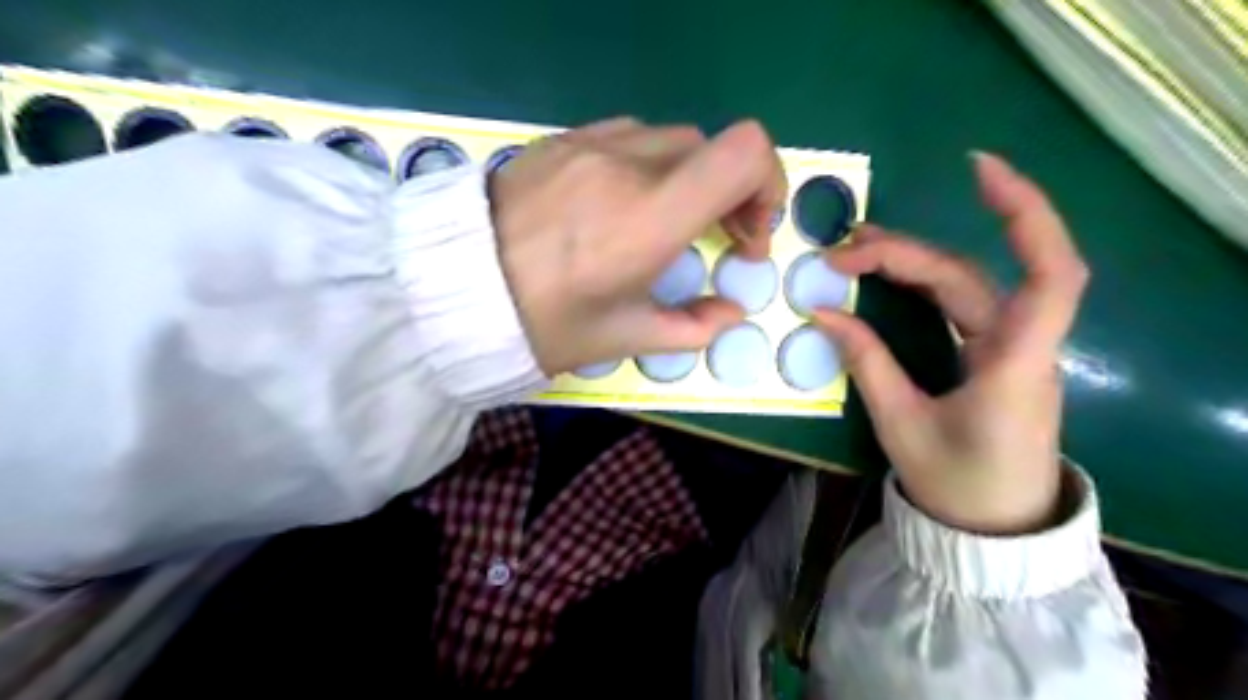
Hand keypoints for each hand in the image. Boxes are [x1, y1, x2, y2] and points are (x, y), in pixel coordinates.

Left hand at [492, 116, 782, 377]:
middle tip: (714, 237)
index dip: (767, 184)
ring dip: (687, 177)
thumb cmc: (544, 324)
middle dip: (730, 192)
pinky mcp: (559, 140)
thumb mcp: (623, 337)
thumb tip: (732, 313)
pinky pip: (626, 136)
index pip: (744, 152)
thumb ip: (692, 326)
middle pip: (712, 148)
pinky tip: (620, 202)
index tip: (747, 233)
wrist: (452, 292)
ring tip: (663, 220)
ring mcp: (588, 144)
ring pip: (670, 140)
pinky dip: (645, 164)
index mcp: (649, 217)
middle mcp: (626, 165)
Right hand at [815, 153, 1087, 535]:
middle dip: (904, 254)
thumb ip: (867, 363)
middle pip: (969, 275)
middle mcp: (1021, 345)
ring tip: (857, 250)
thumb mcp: (901, 425)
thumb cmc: (955, 482)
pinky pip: (961, 303)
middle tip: (842, 252)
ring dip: (912, 261)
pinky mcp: (992, 354)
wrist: (992, 527)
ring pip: (965, 284)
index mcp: (1015, 365)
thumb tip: (823, 313)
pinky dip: (924, 281)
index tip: (979, 171)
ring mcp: (1008, 347)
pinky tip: (891, 272)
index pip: (1050, 274)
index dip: (1025, 214)